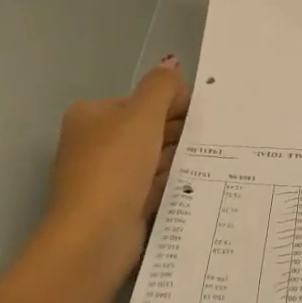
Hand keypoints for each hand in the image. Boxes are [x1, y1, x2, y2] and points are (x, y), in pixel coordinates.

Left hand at [38, 57, 189, 288]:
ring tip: (210, 159)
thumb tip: (172, 64)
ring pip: (152, 159)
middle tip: (210, 138)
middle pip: (147, 128)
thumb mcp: (141, 116)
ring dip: (177, 158)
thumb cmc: (114, 168)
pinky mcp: (120, 205)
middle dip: (177, 132)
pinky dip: (171, 183)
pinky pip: (153, 186)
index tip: (202, 115)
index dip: (173, 103)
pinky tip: (196, 183)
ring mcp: (107, 177)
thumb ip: (161, 87)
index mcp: (91, 115)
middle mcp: (95, 143)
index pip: (141, 100)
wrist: (94, 238)